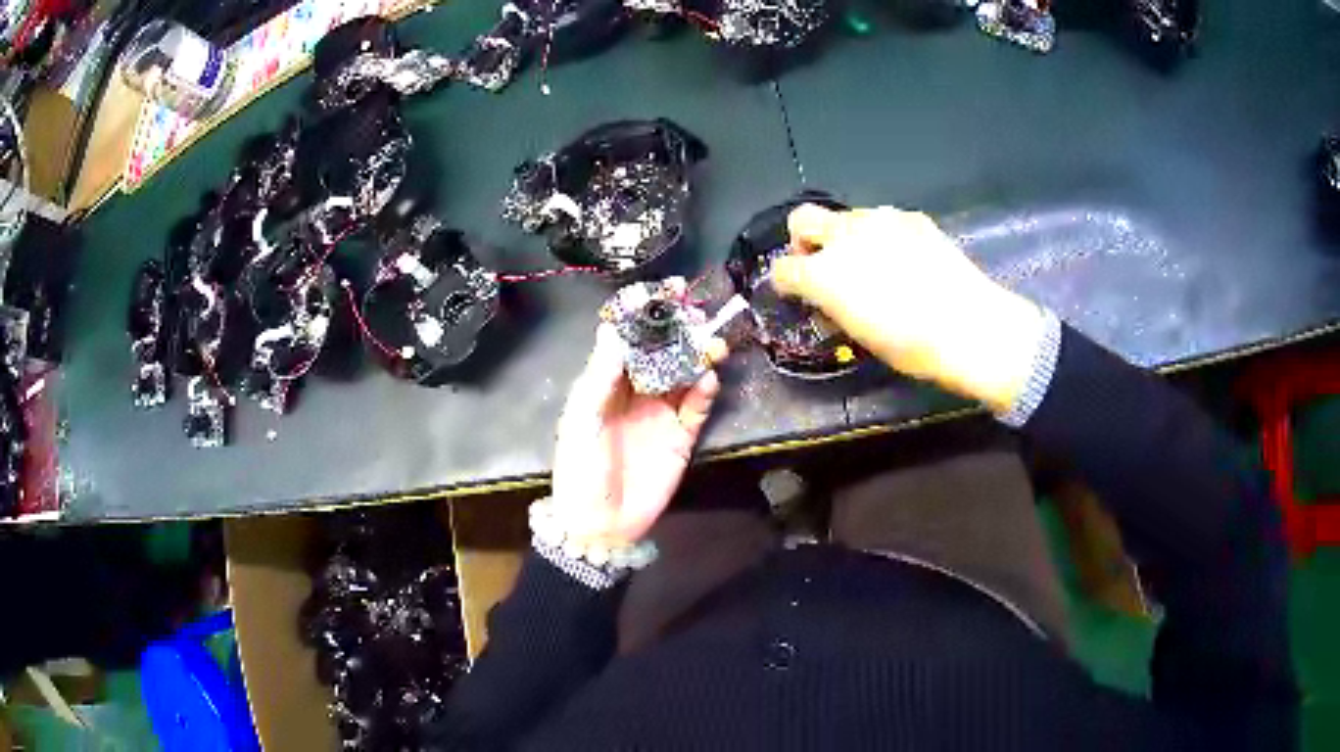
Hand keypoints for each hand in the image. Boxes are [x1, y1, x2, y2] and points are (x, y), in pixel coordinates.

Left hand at [550, 324, 726, 547]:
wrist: (602, 523)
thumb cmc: (581, 469)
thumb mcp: (582, 421)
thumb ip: (600, 377)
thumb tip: (613, 330)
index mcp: (606, 385)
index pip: (628, 341)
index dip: (644, 316)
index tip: (663, 292)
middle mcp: (635, 393)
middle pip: (661, 353)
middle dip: (678, 330)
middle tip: (696, 311)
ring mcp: (660, 413)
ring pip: (683, 375)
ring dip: (697, 356)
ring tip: (711, 341)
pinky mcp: (682, 436)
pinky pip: (697, 407)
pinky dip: (704, 391)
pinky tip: (709, 378)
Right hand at [771, 204, 1046, 412]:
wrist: (968, 325)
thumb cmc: (910, 346)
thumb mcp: (860, 333)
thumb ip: (834, 305)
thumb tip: (828, 296)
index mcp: (823, 273)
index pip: (783, 268)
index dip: (787, 282)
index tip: (800, 295)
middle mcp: (844, 236)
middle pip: (802, 219)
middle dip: (803, 240)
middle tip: (824, 263)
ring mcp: (879, 220)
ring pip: (847, 217)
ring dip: (848, 237)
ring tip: (876, 264)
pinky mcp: (911, 217)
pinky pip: (885, 220)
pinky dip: (885, 236)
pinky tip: (908, 260)